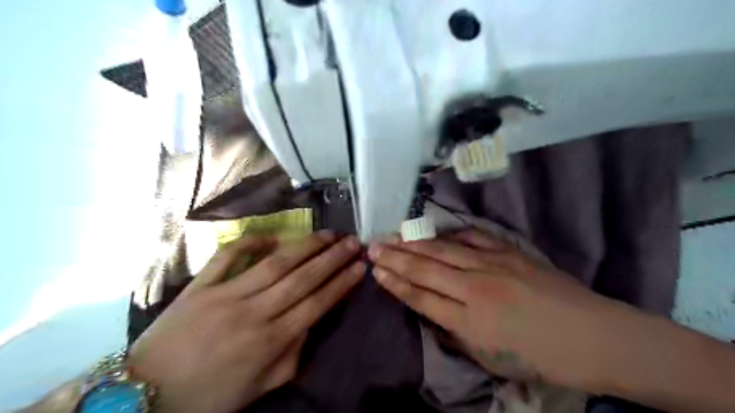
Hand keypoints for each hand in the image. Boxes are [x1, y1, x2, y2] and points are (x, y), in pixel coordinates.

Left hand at [131, 232, 365, 412]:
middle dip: (332, 258)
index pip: (317, 303)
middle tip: (352, 241)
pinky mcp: (200, 286)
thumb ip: (292, 355)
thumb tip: (311, 322)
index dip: (342, 282)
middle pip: (302, 278)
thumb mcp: (260, 387)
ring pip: (275, 263)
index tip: (360, 266)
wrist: (143, 396)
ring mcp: (225, 295)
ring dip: (305, 246)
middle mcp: (253, 313)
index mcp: (270, 342)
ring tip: (327, 234)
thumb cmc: (209, 396)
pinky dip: (250, 242)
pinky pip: (228, 257)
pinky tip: (271, 236)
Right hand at [367, 229, 614, 392]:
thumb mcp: (490, 358)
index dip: (395, 283)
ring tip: (392, 235)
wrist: (593, 336)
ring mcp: (493, 265)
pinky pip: (471, 238)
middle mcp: (475, 288)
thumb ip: (456, 332)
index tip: (376, 271)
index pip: (421, 297)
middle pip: (425, 269)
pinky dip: (449, 235)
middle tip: (372, 246)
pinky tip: (434, 232)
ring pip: (442, 250)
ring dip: (414, 243)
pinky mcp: (509, 251)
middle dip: (395, 257)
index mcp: (470, 321)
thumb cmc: (540, 356)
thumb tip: (432, 311)